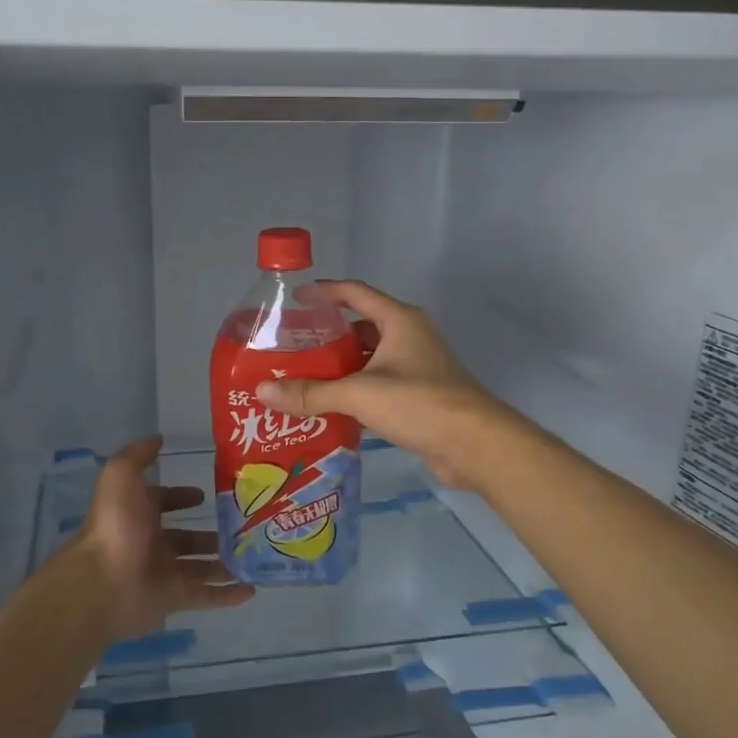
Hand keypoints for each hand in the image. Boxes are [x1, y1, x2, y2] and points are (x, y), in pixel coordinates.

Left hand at [78, 436, 252, 639]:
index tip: (204, 494)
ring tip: (252, 555)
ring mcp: (164, 573)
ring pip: (199, 567)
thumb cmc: (116, 525)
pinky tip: (251, 589)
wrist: (104, 581)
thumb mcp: (121, 476)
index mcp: (138, 514)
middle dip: (209, 533)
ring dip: (223, 562)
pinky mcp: (174, 599)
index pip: (163, 501)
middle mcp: (150, 543)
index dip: (181, 496)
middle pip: (185, 537)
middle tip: (241, 526)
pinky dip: (227, 595)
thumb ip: (138, 454)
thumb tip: (158, 438)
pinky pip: (206, 596)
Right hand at [256, 281, 517, 491]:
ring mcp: (417, 367)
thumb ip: (311, 393)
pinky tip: (329, 406)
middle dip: (326, 336)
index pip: (355, 292)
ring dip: (339, 367)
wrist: (475, 445)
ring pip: (369, 359)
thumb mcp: (359, 393)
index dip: (324, 292)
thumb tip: (262, 393)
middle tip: (290, 348)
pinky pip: (378, 385)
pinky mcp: (419, 396)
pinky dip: (355, 391)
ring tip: (302, 377)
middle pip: (360, 327)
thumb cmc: (419, 403)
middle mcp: (409, 337)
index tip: (294, 299)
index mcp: (399, 321)